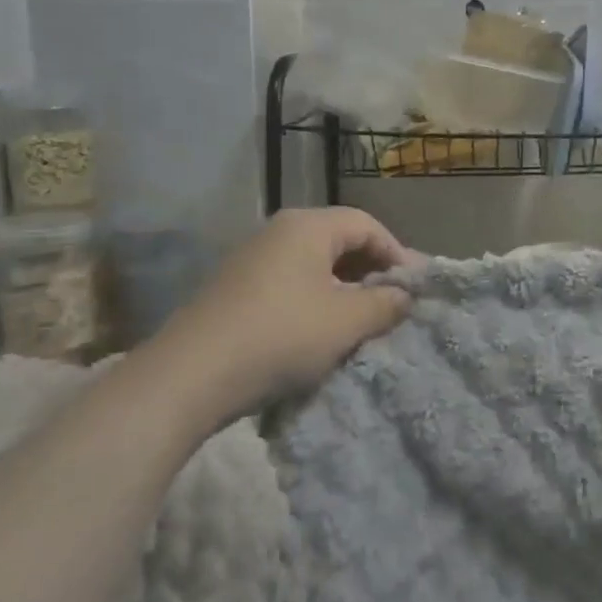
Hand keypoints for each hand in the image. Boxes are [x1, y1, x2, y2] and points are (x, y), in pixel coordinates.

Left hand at [146, 208, 413, 436]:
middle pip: (339, 240)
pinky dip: (314, 299)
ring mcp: (251, 259)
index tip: (413, 287)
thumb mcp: (346, 322)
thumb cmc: (281, 336)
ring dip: (344, 287)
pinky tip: (320, 331)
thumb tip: (404, 296)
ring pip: (313, 264)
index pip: (367, 224)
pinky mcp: (234, 289)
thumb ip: (385, 304)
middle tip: (392, 303)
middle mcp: (278, 232)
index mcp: (308, 226)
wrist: (189, 377)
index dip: (396, 252)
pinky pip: (289, 283)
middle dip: (371, 270)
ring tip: (361, 321)